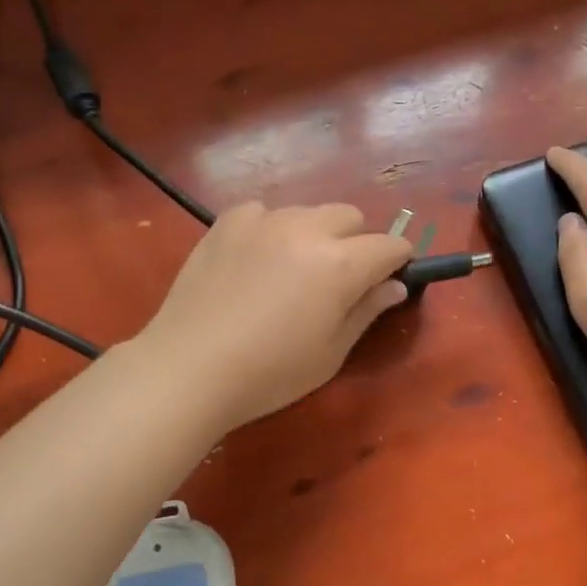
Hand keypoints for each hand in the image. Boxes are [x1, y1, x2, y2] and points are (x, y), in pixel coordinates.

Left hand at [132, 202, 412, 429]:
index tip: (388, 280)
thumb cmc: (269, 373)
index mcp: (341, 264)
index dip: (397, 262)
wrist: (189, 367)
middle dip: (356, 242)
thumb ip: (366, 311)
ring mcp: (263, 220)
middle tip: (336, 281)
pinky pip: (264, 212)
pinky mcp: (227, 222)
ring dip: (313, 234)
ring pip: (307, 211)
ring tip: (290, 271)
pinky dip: (271, 230)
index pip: (390, 245)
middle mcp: (306, 229)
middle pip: (351, 217)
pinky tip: (254, 261)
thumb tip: (395, 285)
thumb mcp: (330, 353)